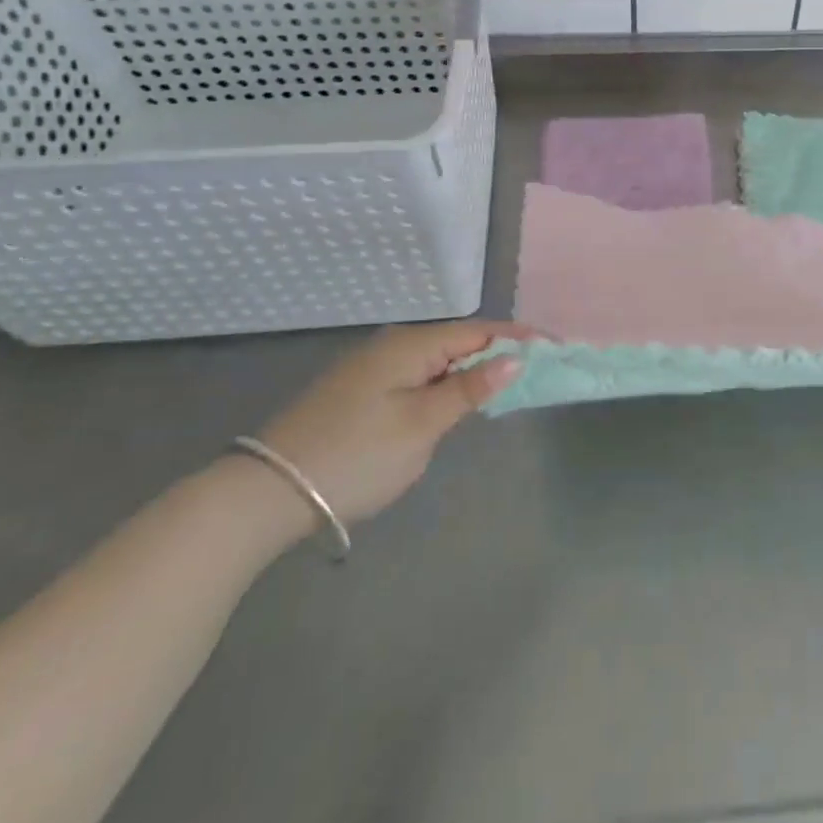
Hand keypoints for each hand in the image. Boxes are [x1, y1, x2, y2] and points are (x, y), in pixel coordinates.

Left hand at [253, 320, 526, 524]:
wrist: (267, 492)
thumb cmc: (356, 455)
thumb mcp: (422, 425)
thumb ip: (470, 389)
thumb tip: (514, 358)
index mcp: (411, 345)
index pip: (478, 331)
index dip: (518, 337)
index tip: (555, 347)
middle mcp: (392, 345)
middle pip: (458, 341)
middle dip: (498, 352)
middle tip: (537, 369)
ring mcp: (371, 368)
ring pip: (437, 360)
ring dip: (471, 369)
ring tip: (505, 385)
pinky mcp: (359, 391)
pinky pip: (417, 376)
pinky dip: (444, 384)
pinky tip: (454, 401)